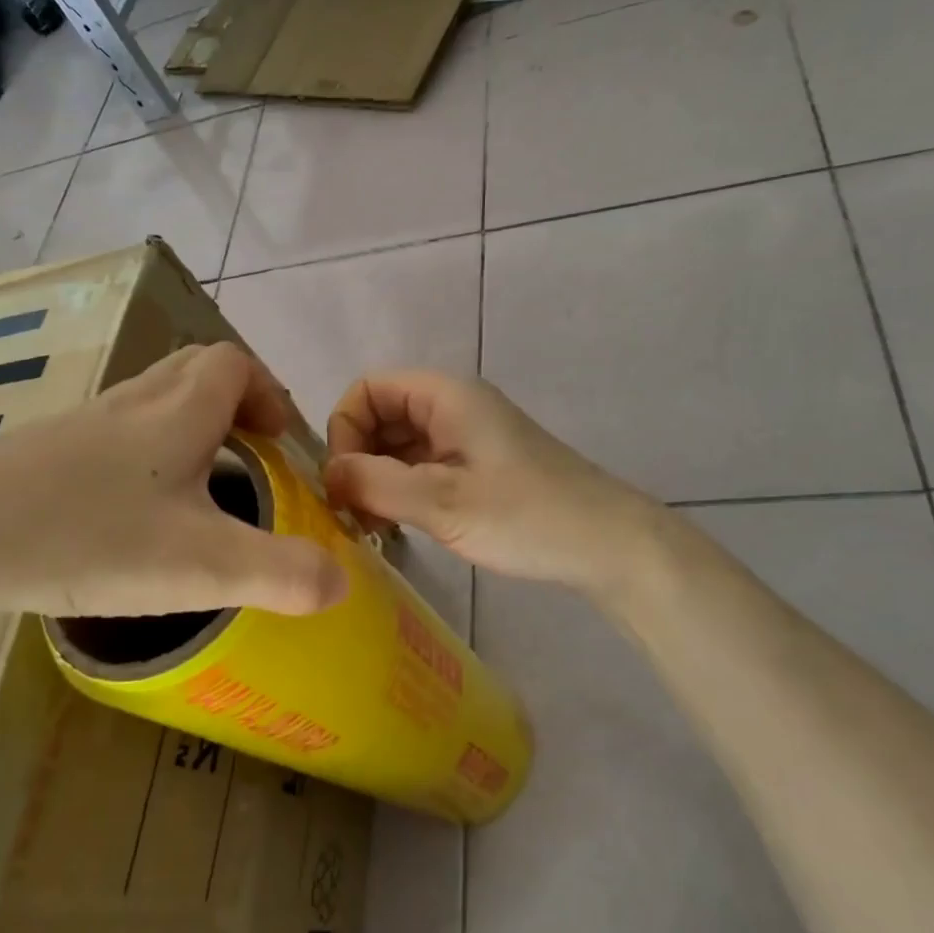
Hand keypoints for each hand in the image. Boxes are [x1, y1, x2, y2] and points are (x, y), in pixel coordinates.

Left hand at [0, 343, 346, 618]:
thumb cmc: (88, 537)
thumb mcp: (201, 566)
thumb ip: (280, 574)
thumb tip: (340, 583)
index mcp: (177, 414)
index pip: (233, 365)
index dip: (266, 392)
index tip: (278, 440)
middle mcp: (132, 403)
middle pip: (192, 370)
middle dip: (231, 400)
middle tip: (247, 452)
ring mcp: (82, 424)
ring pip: (150, 399)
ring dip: (186, 425)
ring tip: (198, 484)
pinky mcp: (42, 451)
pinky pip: (111, 432)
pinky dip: (140, 452)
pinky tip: (129, 510)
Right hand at [323, 370, 664, 594]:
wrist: (607, 543)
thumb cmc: (526, 516)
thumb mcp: (444, 502)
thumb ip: (376, 484)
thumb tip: (326, 475)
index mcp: (445, 396)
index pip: (368, 389)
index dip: (344, 428)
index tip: (342, 481)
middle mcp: (452, 406)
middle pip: (381, 415)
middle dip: (357, 458)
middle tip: (351, 513)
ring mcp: (466, 436)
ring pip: (399, 444)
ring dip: (377, 479)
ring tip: (370, 527)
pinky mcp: (476, 466)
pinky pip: (421, 466)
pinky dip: (401, 490)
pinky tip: (397, 528)